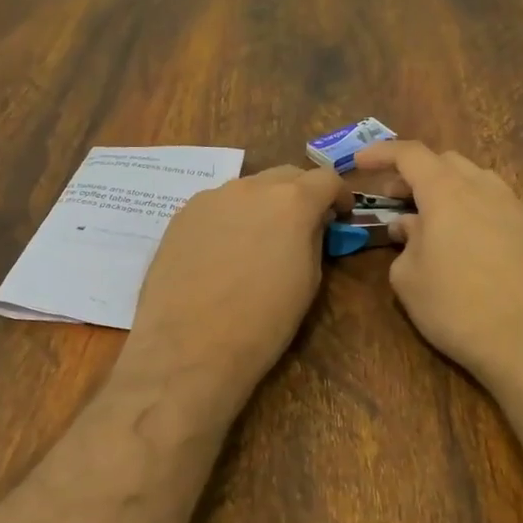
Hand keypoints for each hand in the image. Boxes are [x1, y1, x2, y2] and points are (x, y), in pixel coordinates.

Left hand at [127, 164, 350, 396]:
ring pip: (248, 189)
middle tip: (302, 225)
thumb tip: (312, 224)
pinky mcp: (182, 214)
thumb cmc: (263, 322)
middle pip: (285, 176)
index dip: (338, 195)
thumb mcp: (308, 281)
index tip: (341, 216)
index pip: (326, 179)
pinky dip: (230, 218)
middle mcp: (252, 187)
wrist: (190, 346)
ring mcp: (212, 197)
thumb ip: (313, 239)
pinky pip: (217, 206)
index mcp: (292, 201)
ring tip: (258, 241)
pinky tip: (223, 252)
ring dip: (262, 205)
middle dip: (300, 194)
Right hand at [353, 140, 522, 392]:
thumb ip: (404, 243)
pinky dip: (471, 207)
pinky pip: (495, 203)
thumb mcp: (408, 279)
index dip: (382, 153)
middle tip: (394, 199)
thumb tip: (410, 227)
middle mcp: (482, 188)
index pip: (410, 154)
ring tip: (430, 219)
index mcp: (446, 191)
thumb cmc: (457, 306)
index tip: (360, 163)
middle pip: (445, 161)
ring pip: (474, 179)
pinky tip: (464, 239)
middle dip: (415, 173)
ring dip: (446, 188)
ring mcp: (513, 207)